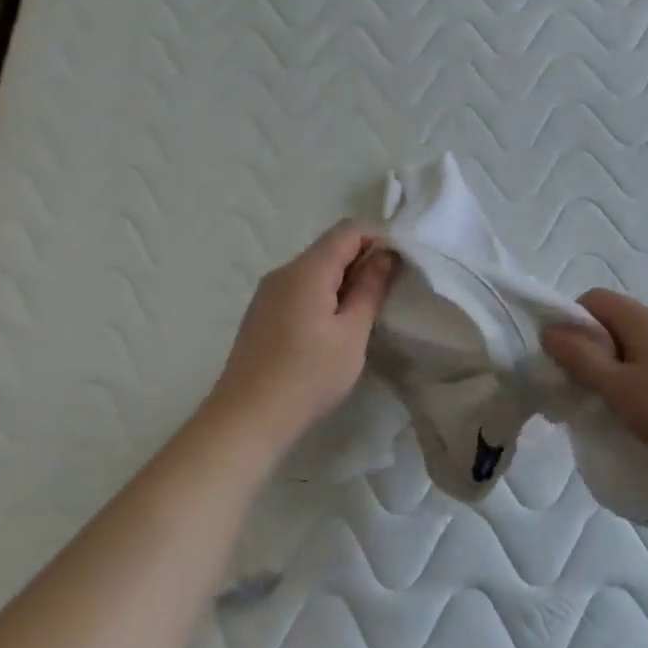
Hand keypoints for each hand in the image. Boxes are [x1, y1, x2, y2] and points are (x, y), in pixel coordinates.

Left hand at [210, 221, 397, 441]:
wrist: (248, 417)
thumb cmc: (309, 376)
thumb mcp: (351, 334)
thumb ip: (370, 289)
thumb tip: (385, 255)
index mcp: (306, 270)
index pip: (347, 231)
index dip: (377, 240)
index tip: (398, 268)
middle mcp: (282, 272)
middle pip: (328, 248)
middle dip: (361, 262)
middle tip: (386, 295)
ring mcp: (267, 293)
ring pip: (313, 271)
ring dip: (341, 282)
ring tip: (361, 316)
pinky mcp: (261, 314)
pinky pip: (298, 290)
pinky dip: (321, 297)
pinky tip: (330, 330)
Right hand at [541, 289, 647, 469]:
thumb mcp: (615, 385)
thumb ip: (579, 357)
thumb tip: (549, 330)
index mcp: (642, 319)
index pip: (594, 299)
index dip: (571, 321)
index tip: (563, 356)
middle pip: (613, 320)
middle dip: (590, 346)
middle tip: (580, 382)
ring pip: (632, 343)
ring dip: (612, 364)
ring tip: (607, 399)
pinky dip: (634, 376)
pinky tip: (637, 406)